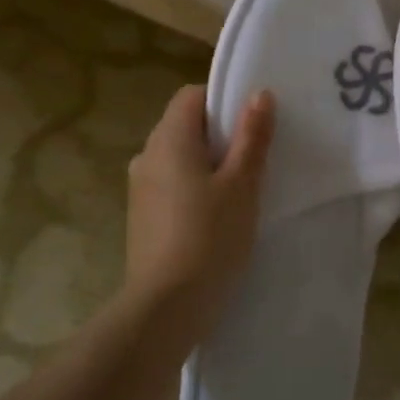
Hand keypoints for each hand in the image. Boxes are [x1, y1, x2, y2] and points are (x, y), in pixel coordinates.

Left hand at [123, 85, 274, 331]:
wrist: (166, 305)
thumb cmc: (210, 236)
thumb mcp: (242, 184)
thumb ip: (252, 137)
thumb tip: (260, 94)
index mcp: (169, 139)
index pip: (192, 96)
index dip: (223, 101)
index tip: (252, 124)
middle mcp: (147, 155)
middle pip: (184, 125)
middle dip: (219, 134)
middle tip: (255, 156)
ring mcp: (140, 187)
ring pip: (178, 157)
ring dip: (207, 162)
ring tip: (239, 188)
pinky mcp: (142, 215)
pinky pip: (171, 183)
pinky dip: (193, 186)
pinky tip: (216, 214)